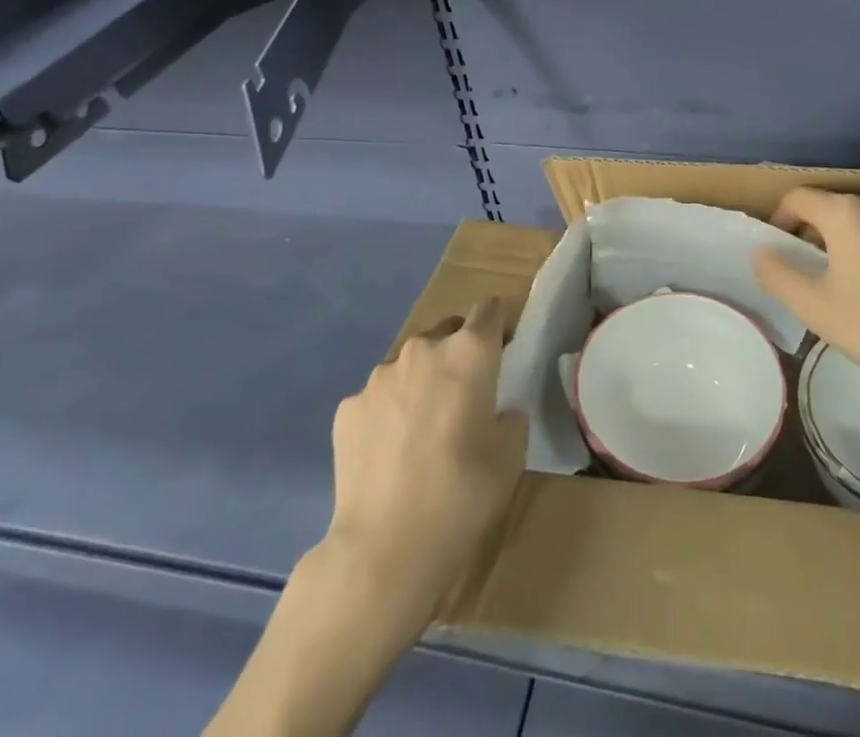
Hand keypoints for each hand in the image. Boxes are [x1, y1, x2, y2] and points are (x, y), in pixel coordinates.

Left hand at [323, 298, 527, 617]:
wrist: (385, 549)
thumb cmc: (462, 495)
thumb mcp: (511, 455)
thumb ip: (509, 416)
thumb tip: (496, 410)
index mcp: (470, 352)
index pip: (490, 310)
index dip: (498, 327)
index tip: (501, 353)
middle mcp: (423, 350)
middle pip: (447, 331)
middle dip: (457, 353)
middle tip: (463, 397)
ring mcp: (379, 376)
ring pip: (409, 364)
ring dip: (420, 382)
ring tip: (421, 431)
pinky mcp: (348, 408)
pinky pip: (378, 398)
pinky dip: (387, 413)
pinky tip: (389, 454)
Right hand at [752, 188, 859, 426]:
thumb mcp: (812, 306)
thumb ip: (776, 272)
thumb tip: (762, 252)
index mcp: (847, 212)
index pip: (800, 198)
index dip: (782, 219)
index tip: (781, 247)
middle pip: (836, 207)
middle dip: (820, 232)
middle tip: (816, 270)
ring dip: (856, 240)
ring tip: (856, 280)